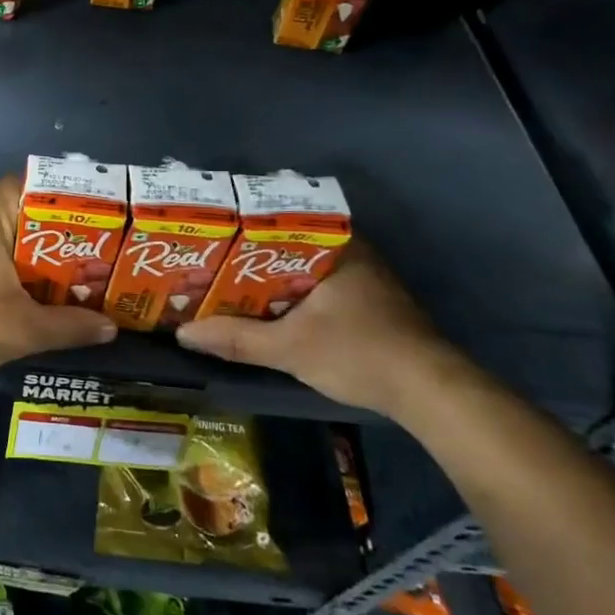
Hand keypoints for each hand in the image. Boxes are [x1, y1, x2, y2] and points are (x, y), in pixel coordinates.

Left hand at [0, 175, 116, 379]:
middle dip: (36, 231)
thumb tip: (111, 328)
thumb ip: (71, 325)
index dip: (46, 194)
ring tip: (41, 273)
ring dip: (9, 252)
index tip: (74, 213)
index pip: (17, 186)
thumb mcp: (28, 328)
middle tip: (69, 251)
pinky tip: (1, 292)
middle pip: (5, 214)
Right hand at [173, 239, 468, 418]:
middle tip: (209, 260)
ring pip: (303, 268)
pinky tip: (266, 307)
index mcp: (337, 247)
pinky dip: (291, 294)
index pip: (281, 220)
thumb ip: (236, 339)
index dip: (242, 226)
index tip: (211, 233)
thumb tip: (183, 333)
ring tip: (226, 282)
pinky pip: (317, 286)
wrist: (431, 394)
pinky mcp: (369, 304)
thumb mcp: (289, 348)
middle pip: (288, 245)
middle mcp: (352, 253)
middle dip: (250, 255)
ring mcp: (364, 279)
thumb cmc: (359, 353)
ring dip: (270, 277)